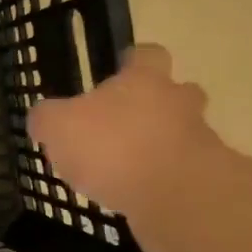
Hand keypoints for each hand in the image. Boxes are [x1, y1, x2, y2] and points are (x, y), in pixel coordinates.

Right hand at [25, 45, 218, 214]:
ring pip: (181, 133)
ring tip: (126, 168)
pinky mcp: (207, 177)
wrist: (176, 196)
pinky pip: (184, 171)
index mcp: (143, 81)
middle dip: (155, 105)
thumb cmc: (112, 147)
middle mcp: (177, 102)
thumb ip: (47, 117)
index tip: (120, 71)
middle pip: (176, 92)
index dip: (133, 61)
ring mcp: (199, 139)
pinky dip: (164, 179)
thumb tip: (43, 116)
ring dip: (159, 145)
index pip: (147, 55)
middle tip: (124, 123)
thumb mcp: (57, 127)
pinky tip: (139, 195)